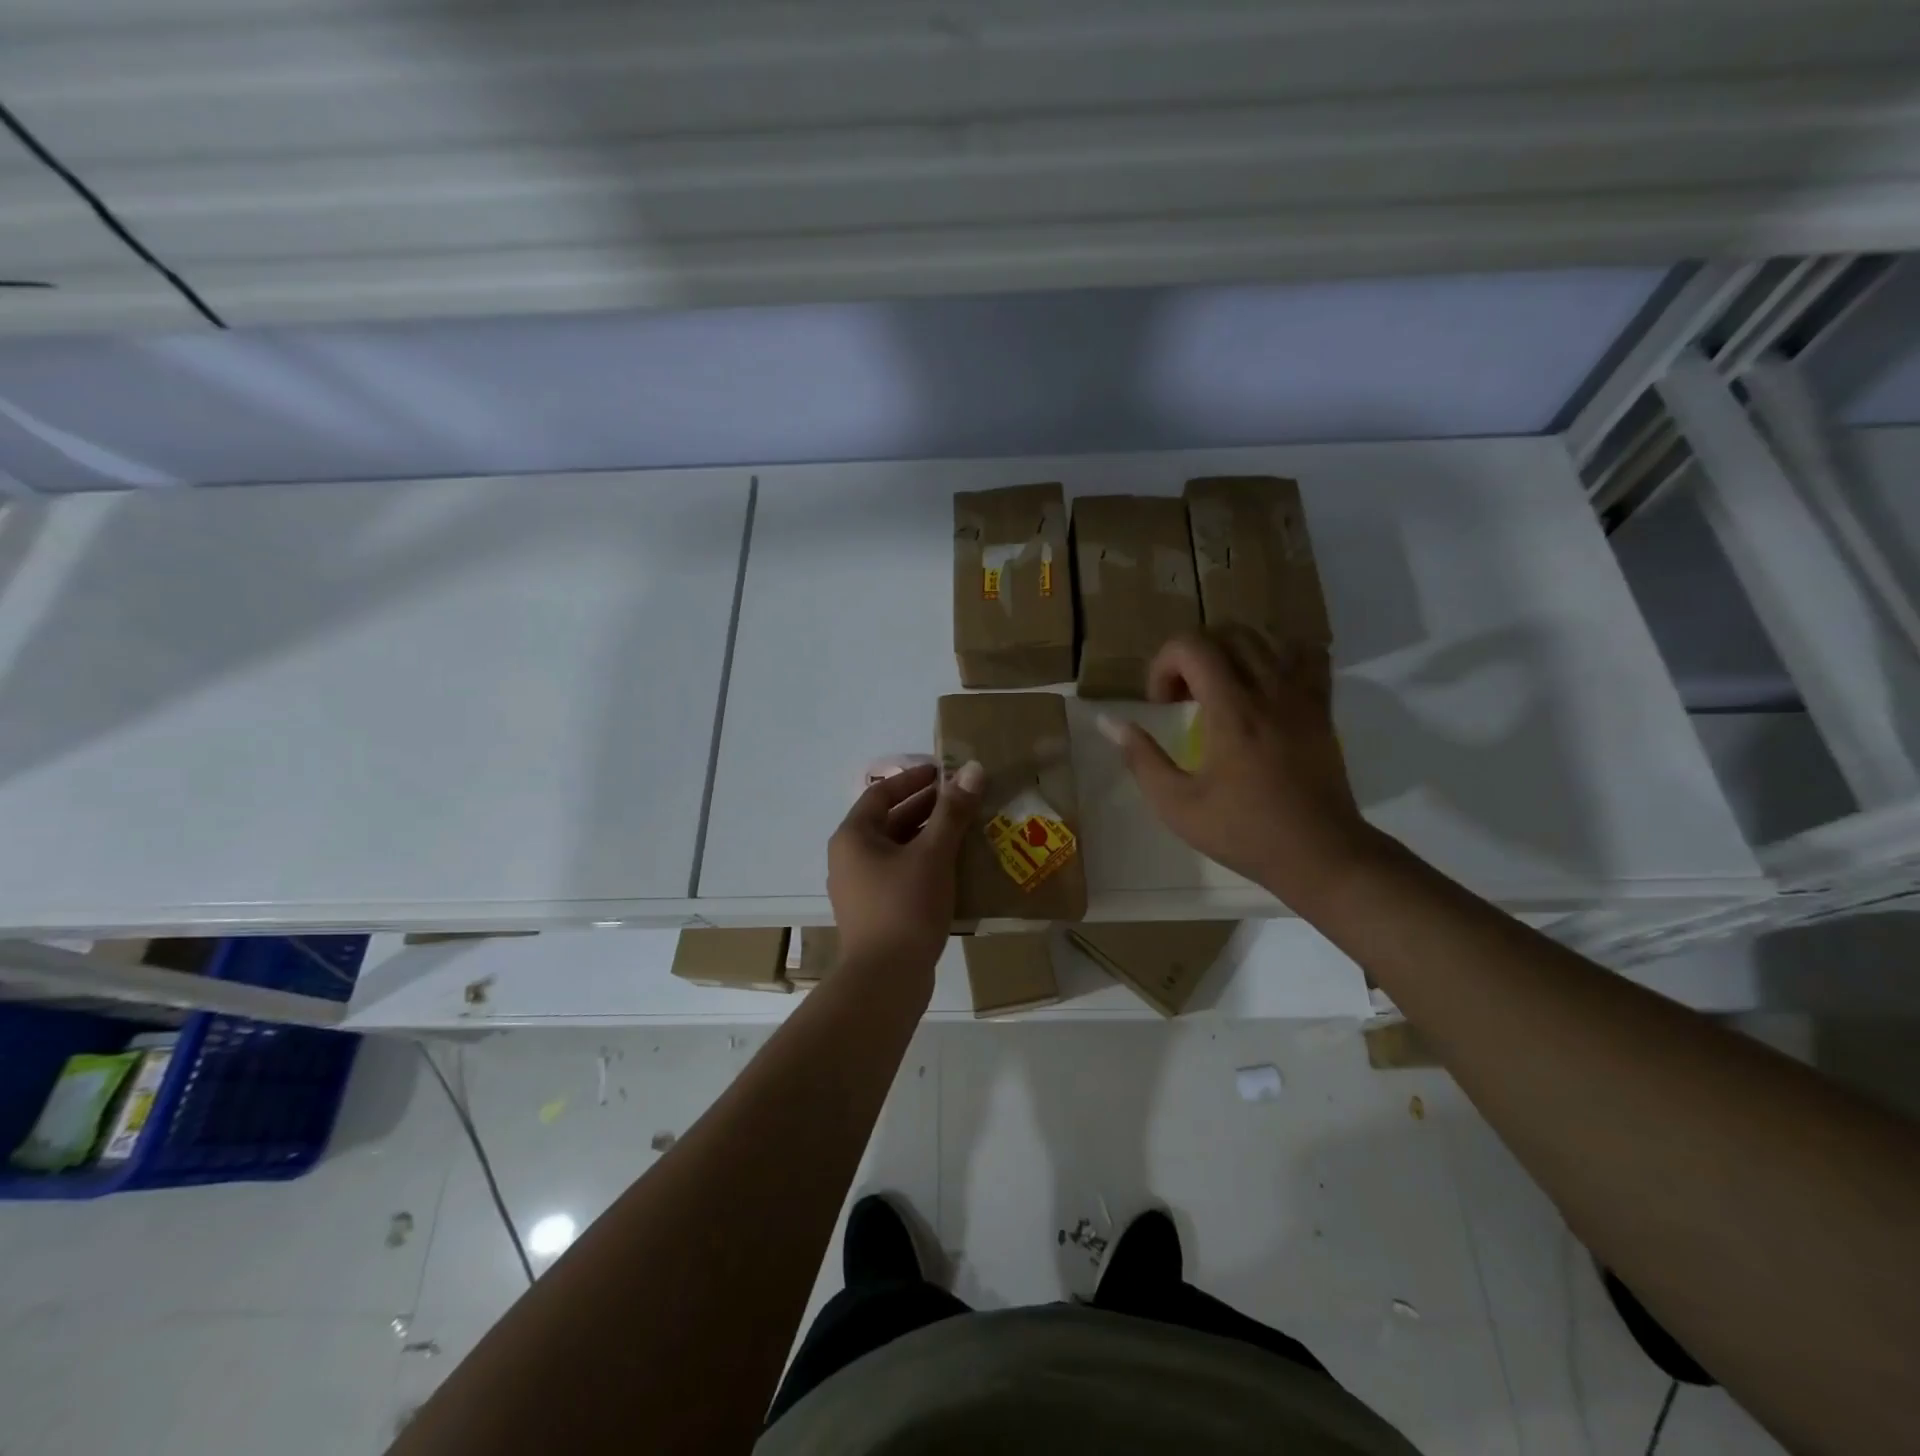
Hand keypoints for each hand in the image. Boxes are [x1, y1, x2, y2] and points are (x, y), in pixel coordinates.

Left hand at [827, 760, 982, 978]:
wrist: (885, 980)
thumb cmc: (905, 906)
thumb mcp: (933, 854)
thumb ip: (953, 811)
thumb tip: (973, 769)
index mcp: (854, 837)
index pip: (882, 794)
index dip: (913, 779)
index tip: (943, 773)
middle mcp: (849, 858)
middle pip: (889, 821)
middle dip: (926, 808)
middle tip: (963, 800)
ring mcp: (859, 889)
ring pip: (897, 850)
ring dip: (928, 837)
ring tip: (965, 831)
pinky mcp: (874, 913)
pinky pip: (899, 875)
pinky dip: (924, 864)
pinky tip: (954, 869)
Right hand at [1098, 628, 1373, 907]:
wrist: (1319, 854)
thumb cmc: (1244, 832)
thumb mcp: (1177, 805)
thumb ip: (1141, 758)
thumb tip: (1109, 722)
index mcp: (1232, 711)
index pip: (1192, 645)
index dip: (1164, 664)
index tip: (1162, 704)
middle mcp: (1269, 690)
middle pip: (1226, 633)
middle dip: (1192, 655)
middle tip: (1183, 697)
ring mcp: (1302, 695)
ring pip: (1264, 637)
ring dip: (1230, 651)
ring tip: (1219, 687)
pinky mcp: (1322, 707)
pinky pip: (1305, 654)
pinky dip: (1277, 655)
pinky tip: (1262, 683)